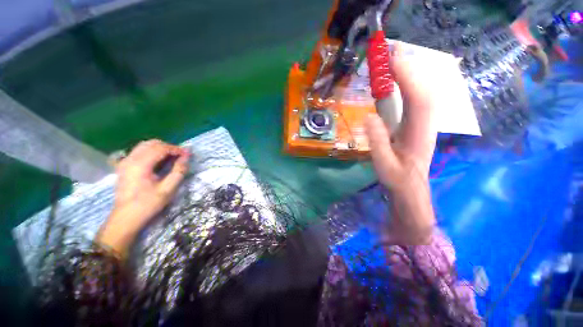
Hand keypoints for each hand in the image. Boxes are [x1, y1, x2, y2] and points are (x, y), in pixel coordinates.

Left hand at [97, 139, 189, 256]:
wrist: (125, 218)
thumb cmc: (148, 204)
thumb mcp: (168, 189)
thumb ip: (178, 171)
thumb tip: (186, 157)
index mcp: (140, 165)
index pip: (161, 148)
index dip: (176, 149)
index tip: (187, 154)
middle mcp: (130, 159)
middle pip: (152, 143)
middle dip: (169, 147)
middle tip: (180, 156)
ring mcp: (125, 162)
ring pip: (144, 146)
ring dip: (160, 149)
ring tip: (171, 158)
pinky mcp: (124, 166)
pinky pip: (139, 152)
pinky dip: (152, 152)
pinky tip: (159, 161)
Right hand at [365, 41, 437, 243]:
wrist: (411, 189)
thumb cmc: (398, 179)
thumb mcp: (384, 165)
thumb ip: (378, 142)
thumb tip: (369, 117)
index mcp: (418, 133)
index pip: (416, 98)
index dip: (406, 77)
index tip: (390, 60)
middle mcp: (425, 123)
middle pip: (422, 88)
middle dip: (408, 67)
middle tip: (390, 52)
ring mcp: (422, 122)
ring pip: (421, 91)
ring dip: (408, 74)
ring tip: (391, 61)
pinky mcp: (416, 124)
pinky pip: (415, 99)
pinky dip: (408, 85)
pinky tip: (398, 81)